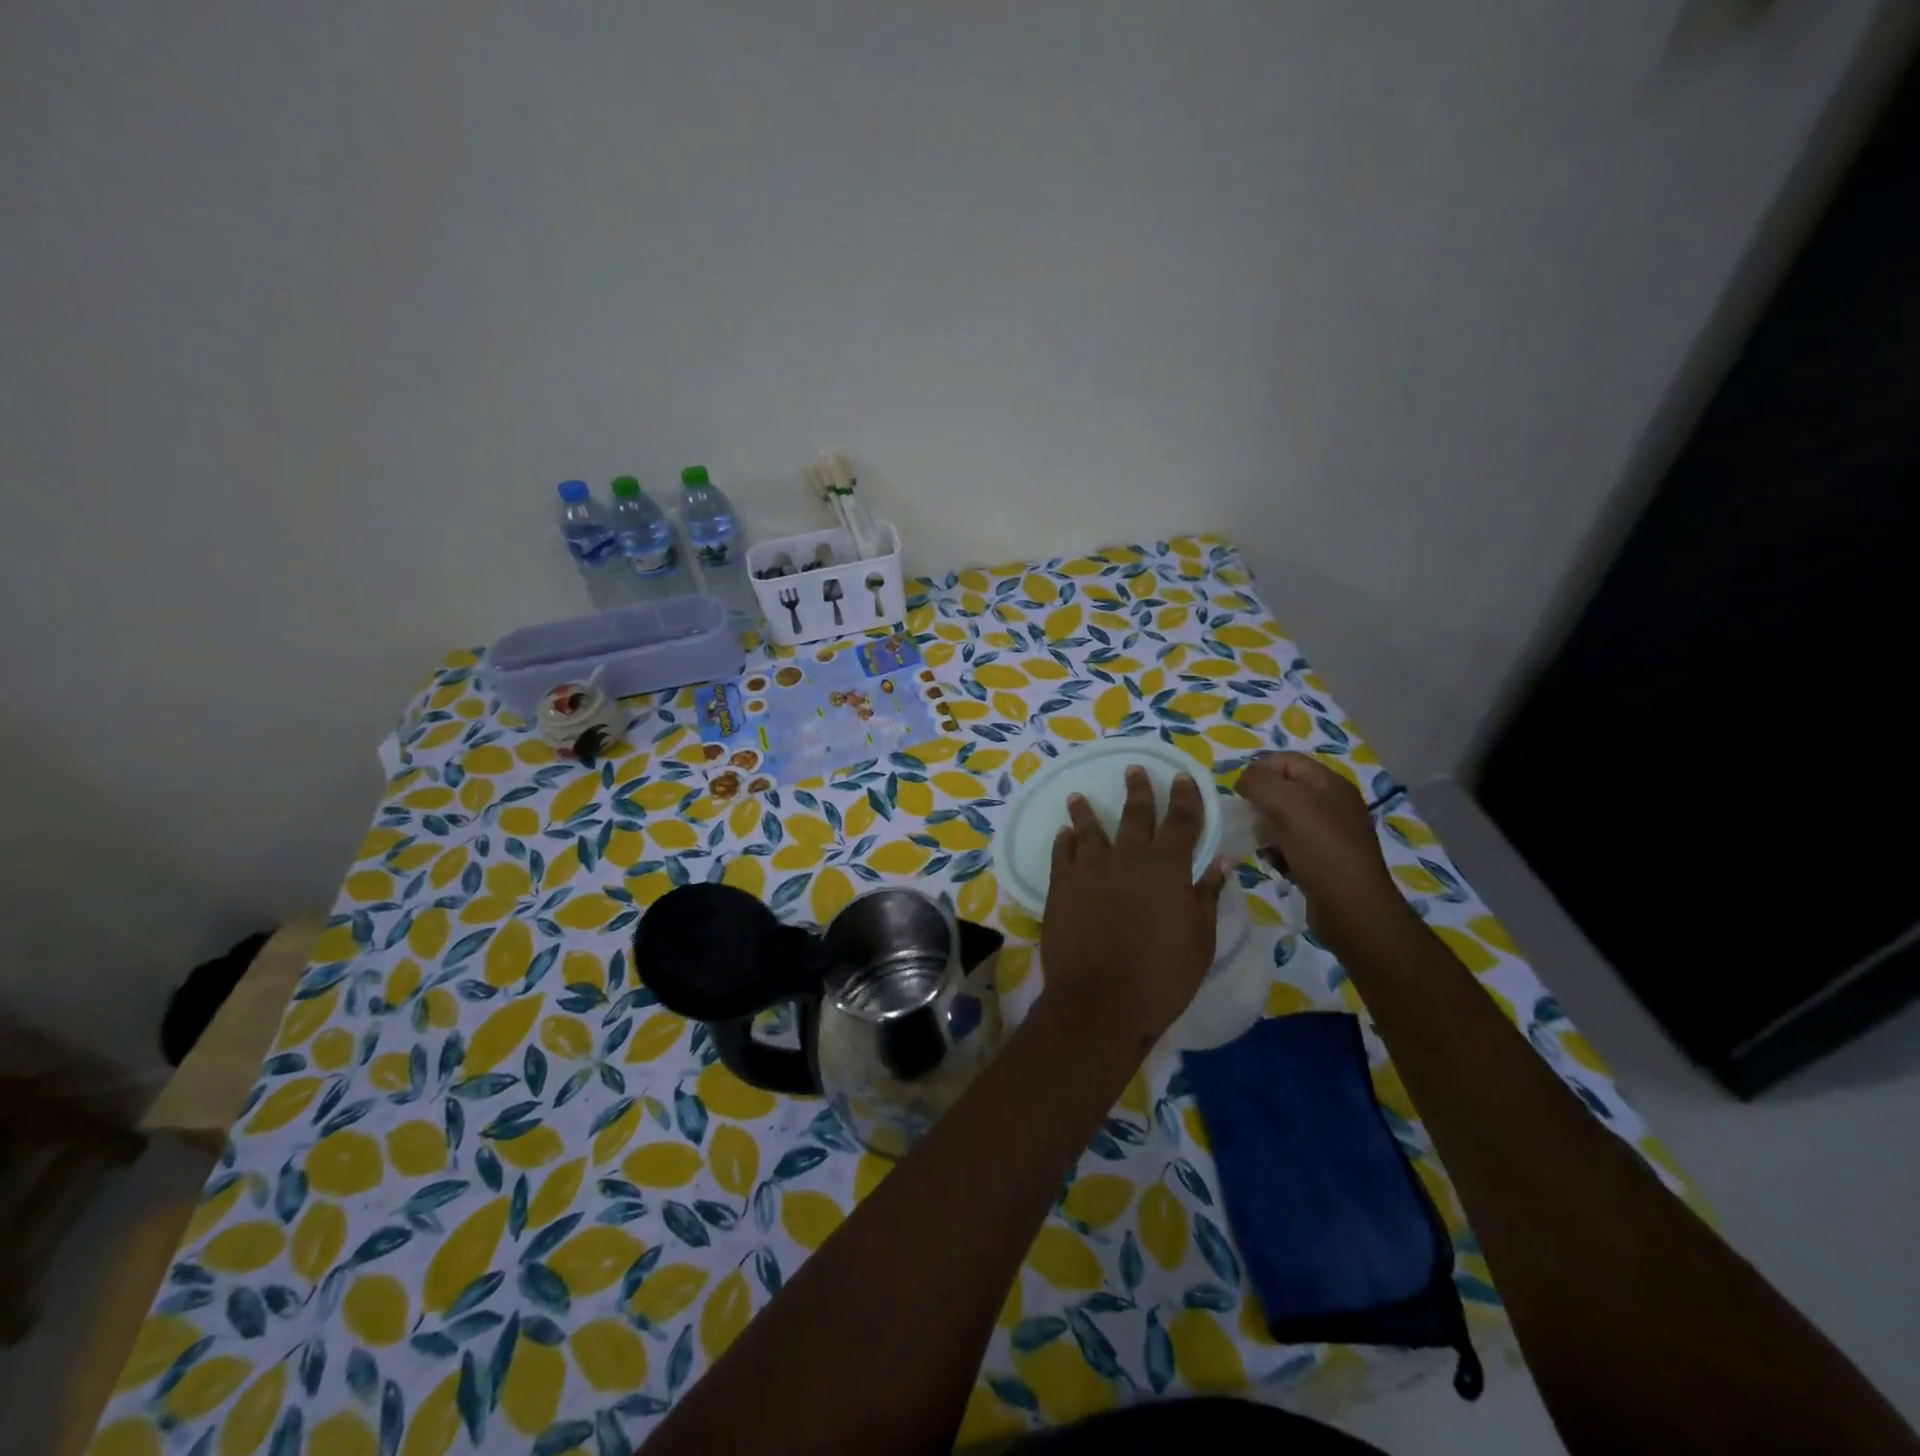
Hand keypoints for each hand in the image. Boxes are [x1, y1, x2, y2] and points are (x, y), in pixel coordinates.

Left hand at [1039, 767, 1226, 1048]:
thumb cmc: (1162, 975)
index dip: (1185, 796)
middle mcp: (1129, 856)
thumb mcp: (1200, 939)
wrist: (1100, 1000)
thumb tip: (1221, 861)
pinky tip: (1063, 834)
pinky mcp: (1061, 884)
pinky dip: (1064, 840)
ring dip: (1086, 811)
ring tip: (1079, 796)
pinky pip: (1062, 853)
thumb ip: (1208, 896)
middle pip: (1136, 814)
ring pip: (1090, 828)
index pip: (1182, 820)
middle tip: (1135, 769)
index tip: (1182, 776)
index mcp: (1169, 866)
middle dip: (1139, 790)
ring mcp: (1091, 868)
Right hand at [1235, 752, 1404, 943]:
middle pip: (1284, 790)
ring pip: (1285, 819)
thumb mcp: (1286, 803)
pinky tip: (1274, 863)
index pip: (1285, 761)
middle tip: (1249, 821)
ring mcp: (1331, 833)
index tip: (1240, 794)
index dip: (1259, 771)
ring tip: (1261, 845)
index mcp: (1329, 783)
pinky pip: (1292, 845)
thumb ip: (1258, 782)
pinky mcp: (1326, 859)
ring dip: (1266, 829)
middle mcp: (1333, 803)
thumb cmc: (1320, 848)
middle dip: (1260, 803)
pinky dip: (1278, 851)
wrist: (1352, 907)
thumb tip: (1243, 781)